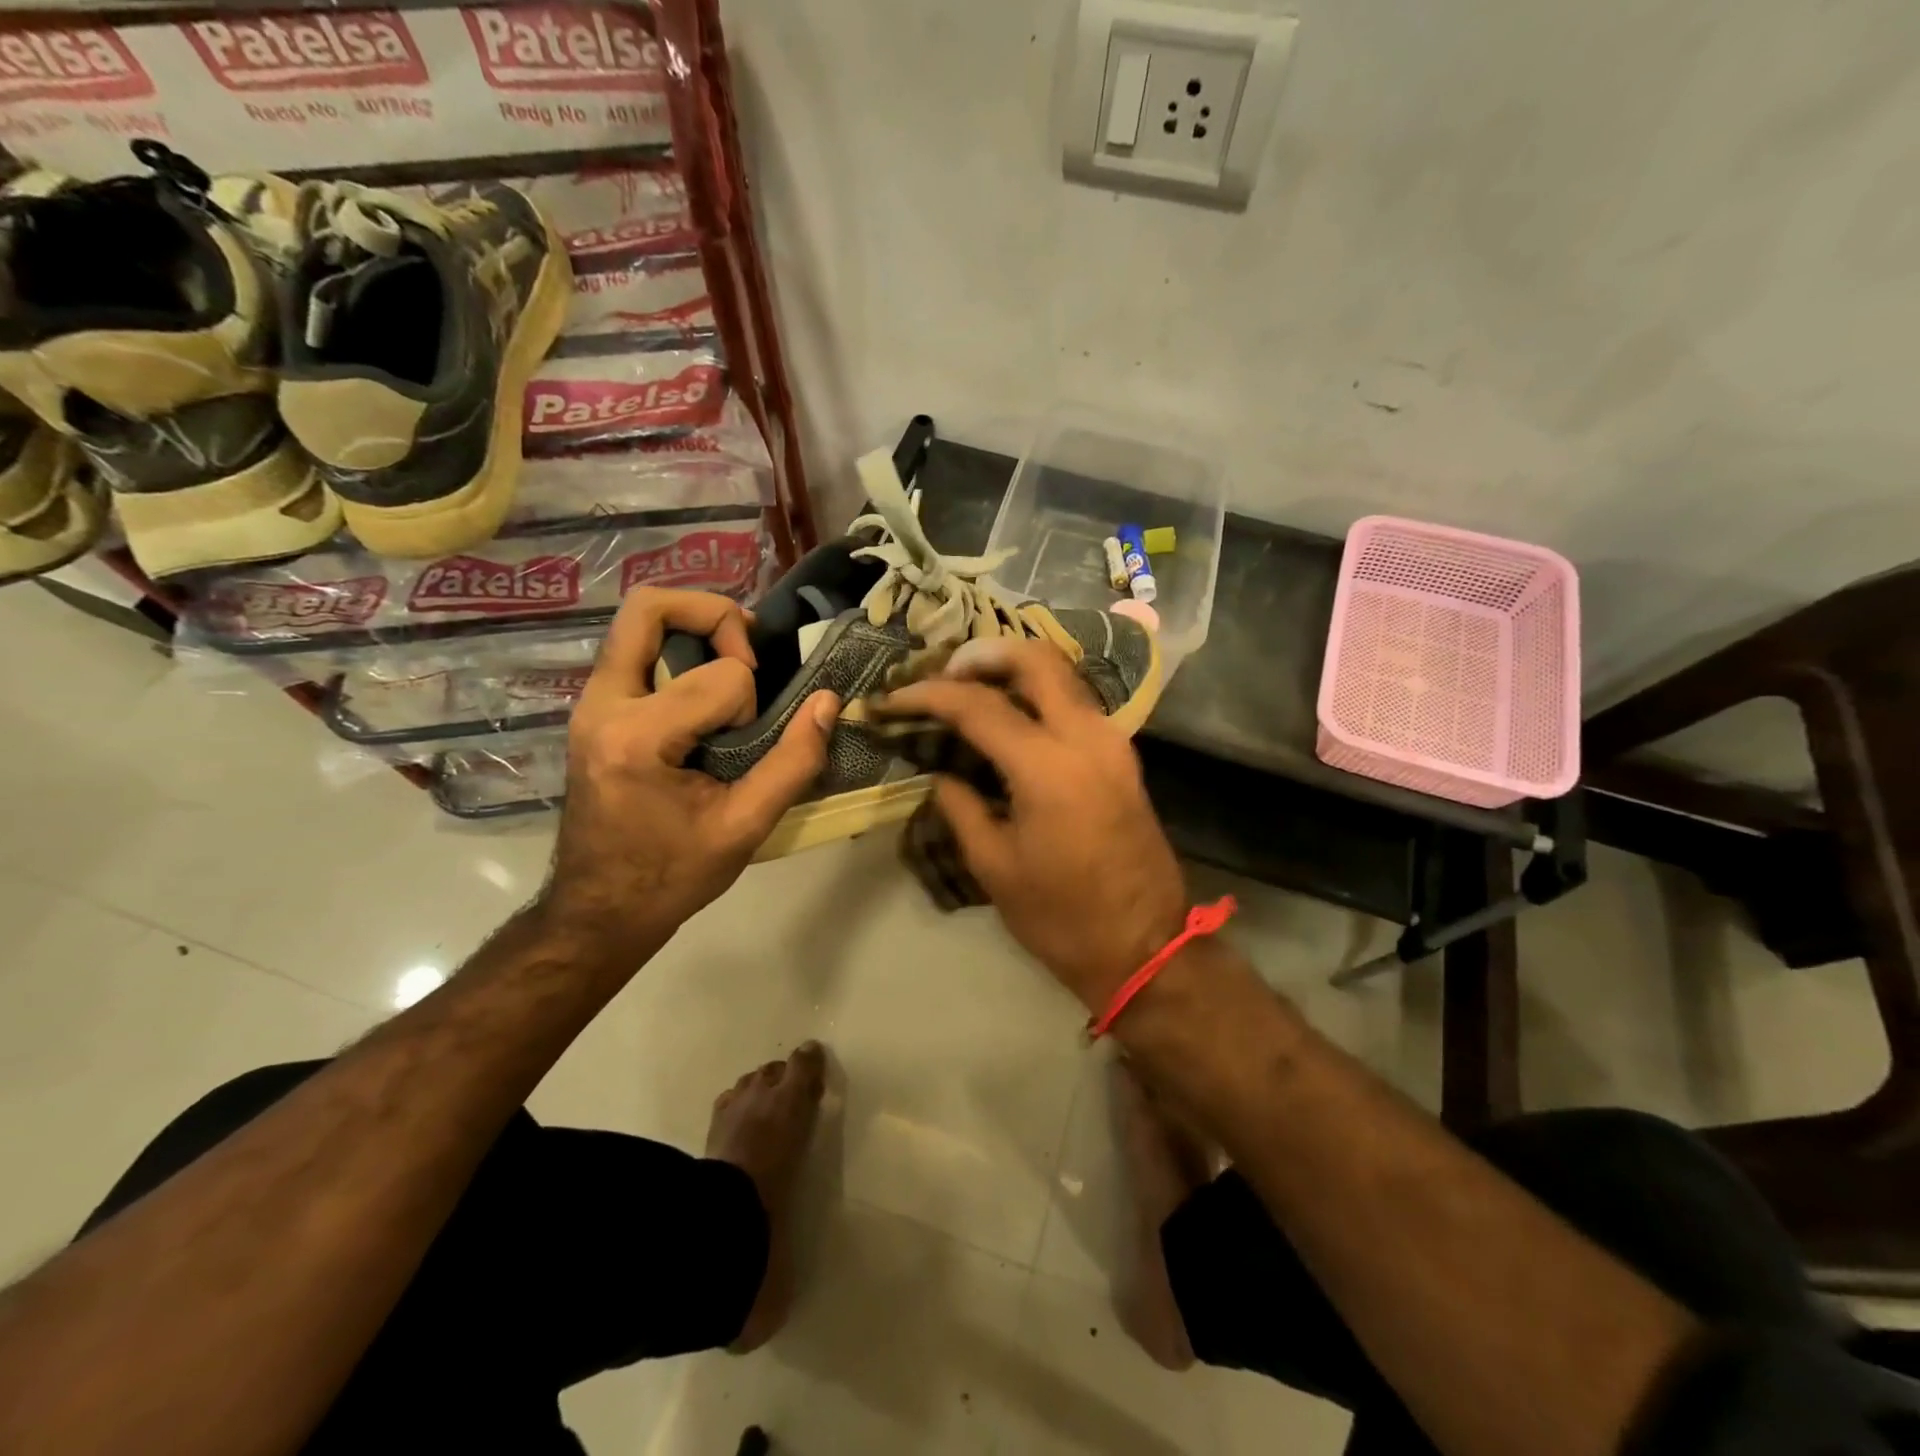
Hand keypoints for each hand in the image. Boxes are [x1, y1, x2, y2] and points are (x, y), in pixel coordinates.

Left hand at [537, 588, 839, 959]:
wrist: (599, 910)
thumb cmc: (671, 876)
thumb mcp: (745, 827)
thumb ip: (793, 762)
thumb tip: (830, 701)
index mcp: (638, 738)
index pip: (721, 677)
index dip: (751, 702)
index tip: (747, 744)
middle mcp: (602, 705)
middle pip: (650, 607)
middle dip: (715, 615)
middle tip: (749, 654)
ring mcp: (590, 704)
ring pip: (640, 623)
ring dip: (697, 631)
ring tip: (736, 668)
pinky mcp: (594, 710)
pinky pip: (638, 652)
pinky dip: (681, 654)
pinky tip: (708, 694)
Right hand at [882, 637, 1186, 1010]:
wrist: (1146, 947)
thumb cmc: (1062, 918)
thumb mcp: (995, 867)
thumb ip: (961, 807)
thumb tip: (942, 773)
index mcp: (1049, 768)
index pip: (979, 705)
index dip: (928, 695)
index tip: (893, 698)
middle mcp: (1088, 737)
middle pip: (1035, 659)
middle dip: (982, 655)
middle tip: (941, 675)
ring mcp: (1113, 741)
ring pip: (1062, 674)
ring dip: (1013, 668)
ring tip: (968, 688)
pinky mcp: (1123, 755)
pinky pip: (1076, 702)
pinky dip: (1038, 693)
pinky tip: (1009, 715)